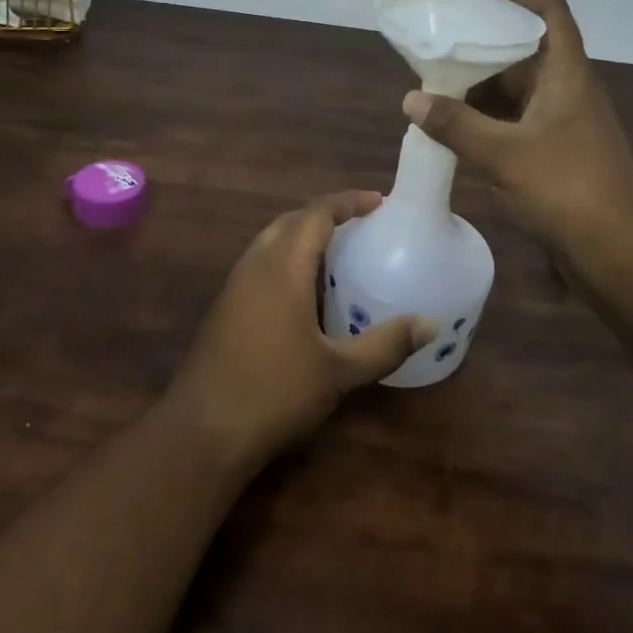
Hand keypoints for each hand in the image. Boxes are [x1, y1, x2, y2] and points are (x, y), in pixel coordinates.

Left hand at [167, 191, 437, 468]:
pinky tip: (304, 290)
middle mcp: (256, 264)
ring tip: (337, 251)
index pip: (316, 214)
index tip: (378, 201)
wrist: (203, 430)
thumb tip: (429, 324)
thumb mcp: (338, 371)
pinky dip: (287, 257)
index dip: (347, 202)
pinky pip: (261, 262)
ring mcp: (235, 284)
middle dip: (326, 214)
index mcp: (283, 267)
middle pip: (292, 220)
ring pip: (272, 240)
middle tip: (361, 223)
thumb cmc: (275, 392)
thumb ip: (385, 345)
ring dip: (303, 234)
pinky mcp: (225, 306)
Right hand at [403, 0, 632, 261]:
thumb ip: (456, 125)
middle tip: (441, 42)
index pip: (551, 13)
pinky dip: (486, 119)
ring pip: (517, 90)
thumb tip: (411, 99)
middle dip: (484, 44)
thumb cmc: (568, 188)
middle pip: (525, 51)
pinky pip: (514, 121)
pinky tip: (455, 127)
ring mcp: (562, 123)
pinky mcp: (555, 152)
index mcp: (567, 74)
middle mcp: (567, 91)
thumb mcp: (504, 153)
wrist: (619, 251)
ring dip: (481, 86)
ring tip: (436, 84)